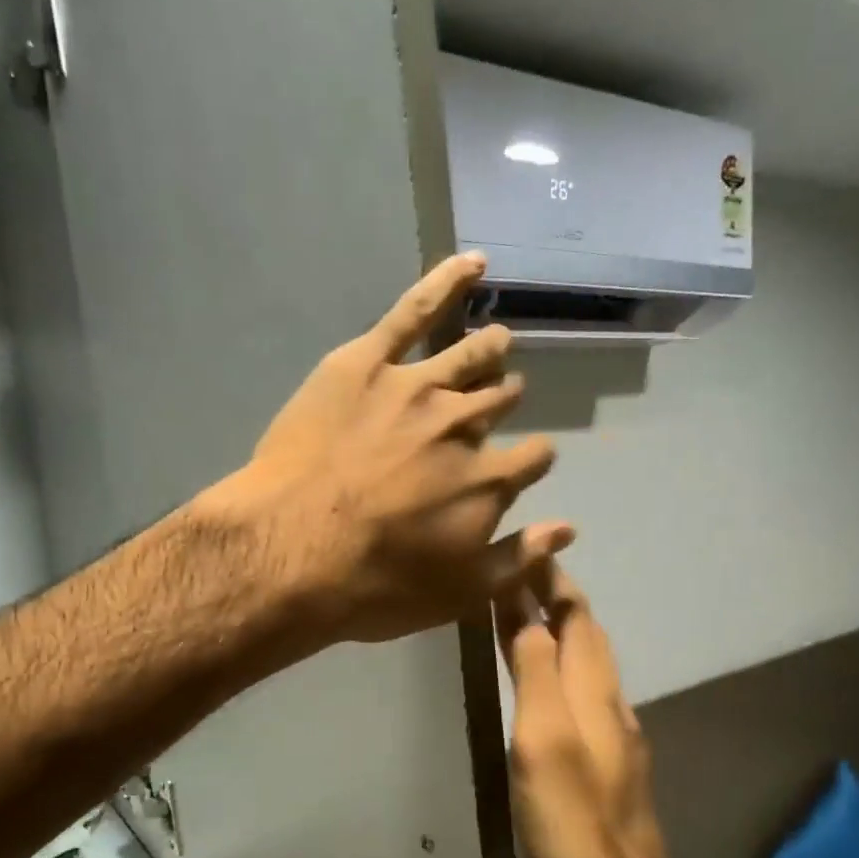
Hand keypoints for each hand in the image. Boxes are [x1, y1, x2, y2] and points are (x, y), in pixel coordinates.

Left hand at [218, 252, 573, 643]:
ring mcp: (417, 387)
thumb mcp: (459, 594)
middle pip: (501, 401)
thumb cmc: (375, 585)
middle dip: (505, 401)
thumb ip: (519, 559)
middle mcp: (464, 425)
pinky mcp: (366, 363)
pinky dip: (446, 281)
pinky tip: (472, 263)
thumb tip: (568, 527)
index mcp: (489, 480)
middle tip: (498, 401)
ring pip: (470, 356)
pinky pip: (413, 311)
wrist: (290, 552)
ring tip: (497, 342)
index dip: (531, 459)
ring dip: (490, 350)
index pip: (534, 457)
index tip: (524, 463)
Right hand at [495, 565, 674, 857]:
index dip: (552, 581)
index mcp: (595, 691)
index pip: (576, 617)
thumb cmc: (570, 817)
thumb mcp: (542, 737)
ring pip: (590, 667)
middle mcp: (613, 704)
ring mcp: (617, 737)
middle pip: (588, 637)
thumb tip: (524, 607)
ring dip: (564, 632)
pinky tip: (554, 687)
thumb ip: (535, 670)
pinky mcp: (613, 766)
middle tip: (526, 574)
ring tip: (533, 617)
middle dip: (560, 599)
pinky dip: (566, 670)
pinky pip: (587, 696)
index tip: (530, 548)